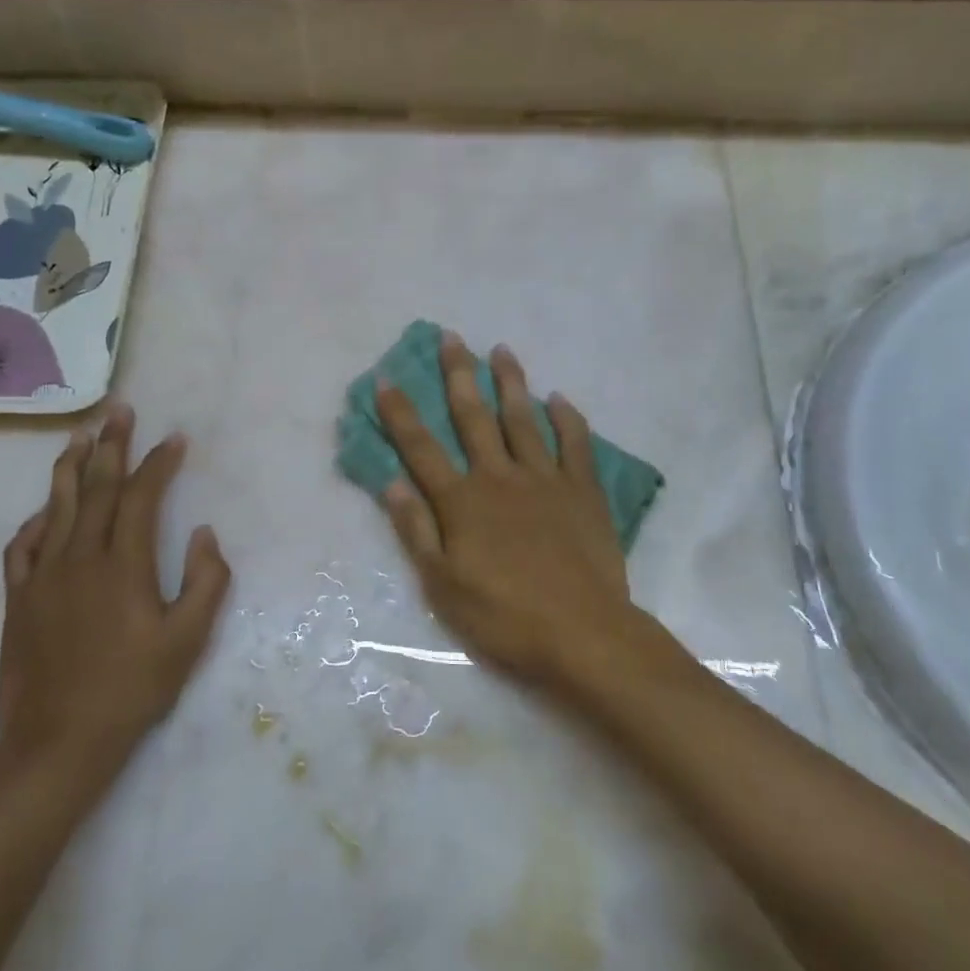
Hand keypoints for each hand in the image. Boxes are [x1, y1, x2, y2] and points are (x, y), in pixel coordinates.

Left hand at [0, 408, 231, 781]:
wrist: (58, 743)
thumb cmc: (131, 690)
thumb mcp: (187, 642)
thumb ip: (205, 582)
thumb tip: (203, 533)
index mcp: (123, 565)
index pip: (141, 497)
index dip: (158, 463)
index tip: (173, 438)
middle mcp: (80, 557)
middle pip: (96, 487)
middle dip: (110, 445)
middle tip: (118, 412)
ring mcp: (43, 576)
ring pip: (56, 506)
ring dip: (70, 467)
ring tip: (79, 436)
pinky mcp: (18, 598)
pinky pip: (22, 546)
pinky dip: (35, 520)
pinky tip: (44, 511)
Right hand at [375, 332, 665, 701]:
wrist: (582, 633)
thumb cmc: (504, 616)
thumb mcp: (443, 585)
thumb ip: (416, 530)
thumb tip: (391, 483)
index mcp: (462, 501)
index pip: (421, 448)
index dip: (400, 413)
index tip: (386, 378)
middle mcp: (499, 477)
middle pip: (473, 418)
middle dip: (459, 375)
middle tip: (451, 337)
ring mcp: (544, 480)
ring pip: (523, 420)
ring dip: (511, 383)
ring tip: (502, 350)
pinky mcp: (582, 491)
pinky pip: (575, 445)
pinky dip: (568, 419)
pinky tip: (560, 398)